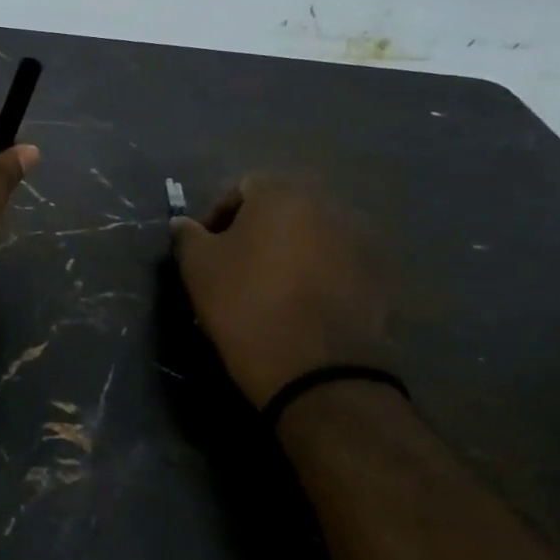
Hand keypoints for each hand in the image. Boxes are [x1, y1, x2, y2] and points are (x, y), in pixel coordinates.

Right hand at [172, 175, 392, 407]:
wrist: (318, 371)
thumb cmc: (247, 306)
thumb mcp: (198, 268)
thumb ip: (187, 236)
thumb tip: (184, 223)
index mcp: (282, 195)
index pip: (241, 188)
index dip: (216, 216)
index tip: (205, 251)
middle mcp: (326, 207)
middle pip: (279, 210)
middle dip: (254, 234)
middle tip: (233, 270)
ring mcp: (356, 243)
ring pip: (307, 238)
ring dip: (285, 255)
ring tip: (266, 292)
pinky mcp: (375, 279)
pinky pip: (332, 267)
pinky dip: (313, 278)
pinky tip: (297, 309)